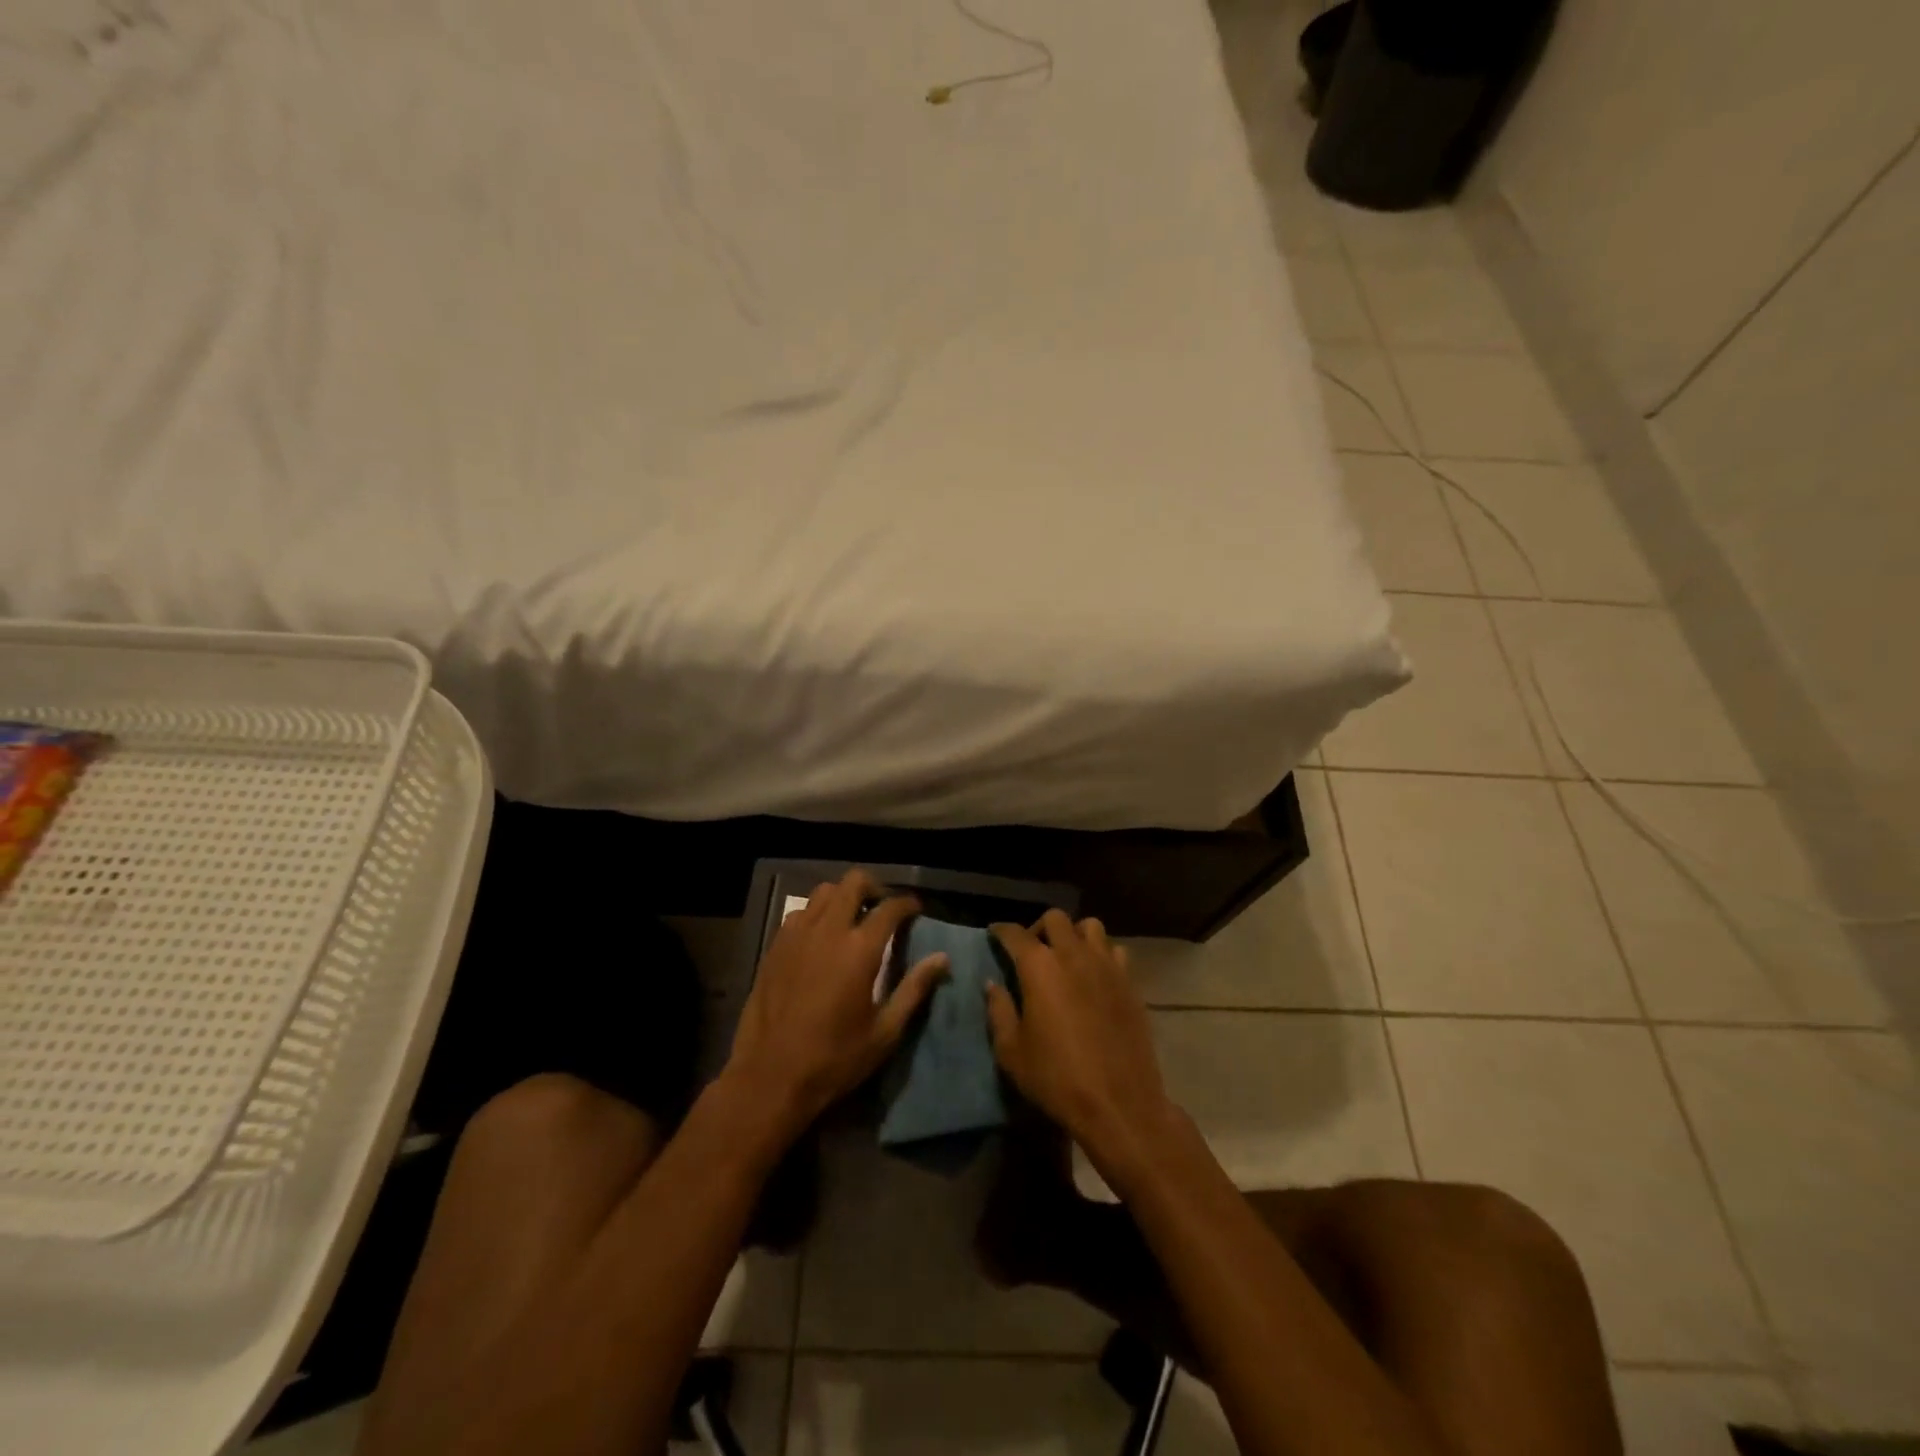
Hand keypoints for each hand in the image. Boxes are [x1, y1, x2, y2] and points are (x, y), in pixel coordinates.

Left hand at [723, 869, 948, 1137]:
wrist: (769, 1077)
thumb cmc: (834, 1059)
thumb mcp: (884, 1032)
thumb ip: (914, 989)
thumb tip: (942, 959)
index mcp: (859, 949)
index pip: (890, 907)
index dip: (907, 903)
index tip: (916, 910)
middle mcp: (828, 930)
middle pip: (854, 883)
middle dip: (874, 888)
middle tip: (884, 909)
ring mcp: (797, 935)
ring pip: (824, 892)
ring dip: (843, 897)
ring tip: (853, 918)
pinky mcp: (775, 947)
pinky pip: (800, 913)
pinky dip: (816, 914)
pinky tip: (821, 938)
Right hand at [985, 912, 1178, 1172]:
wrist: (1118, 1103)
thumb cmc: (1056, 1078)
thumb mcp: (1012, 1051)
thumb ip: (999, 1011)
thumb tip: (993, 984)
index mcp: (1039, 967)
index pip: (1015, 934)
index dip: (1001, 931)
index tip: (994, 934)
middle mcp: (1073, 955)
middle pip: (1055, 919)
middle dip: (1039, 928)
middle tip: (1032, 951)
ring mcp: (1106, 966)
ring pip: (1090, 926)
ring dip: (1074, 935)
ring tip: (1067, 957)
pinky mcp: (1129, 982)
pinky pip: (1115, 951)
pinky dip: (1101, 954)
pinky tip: (1095, 976)